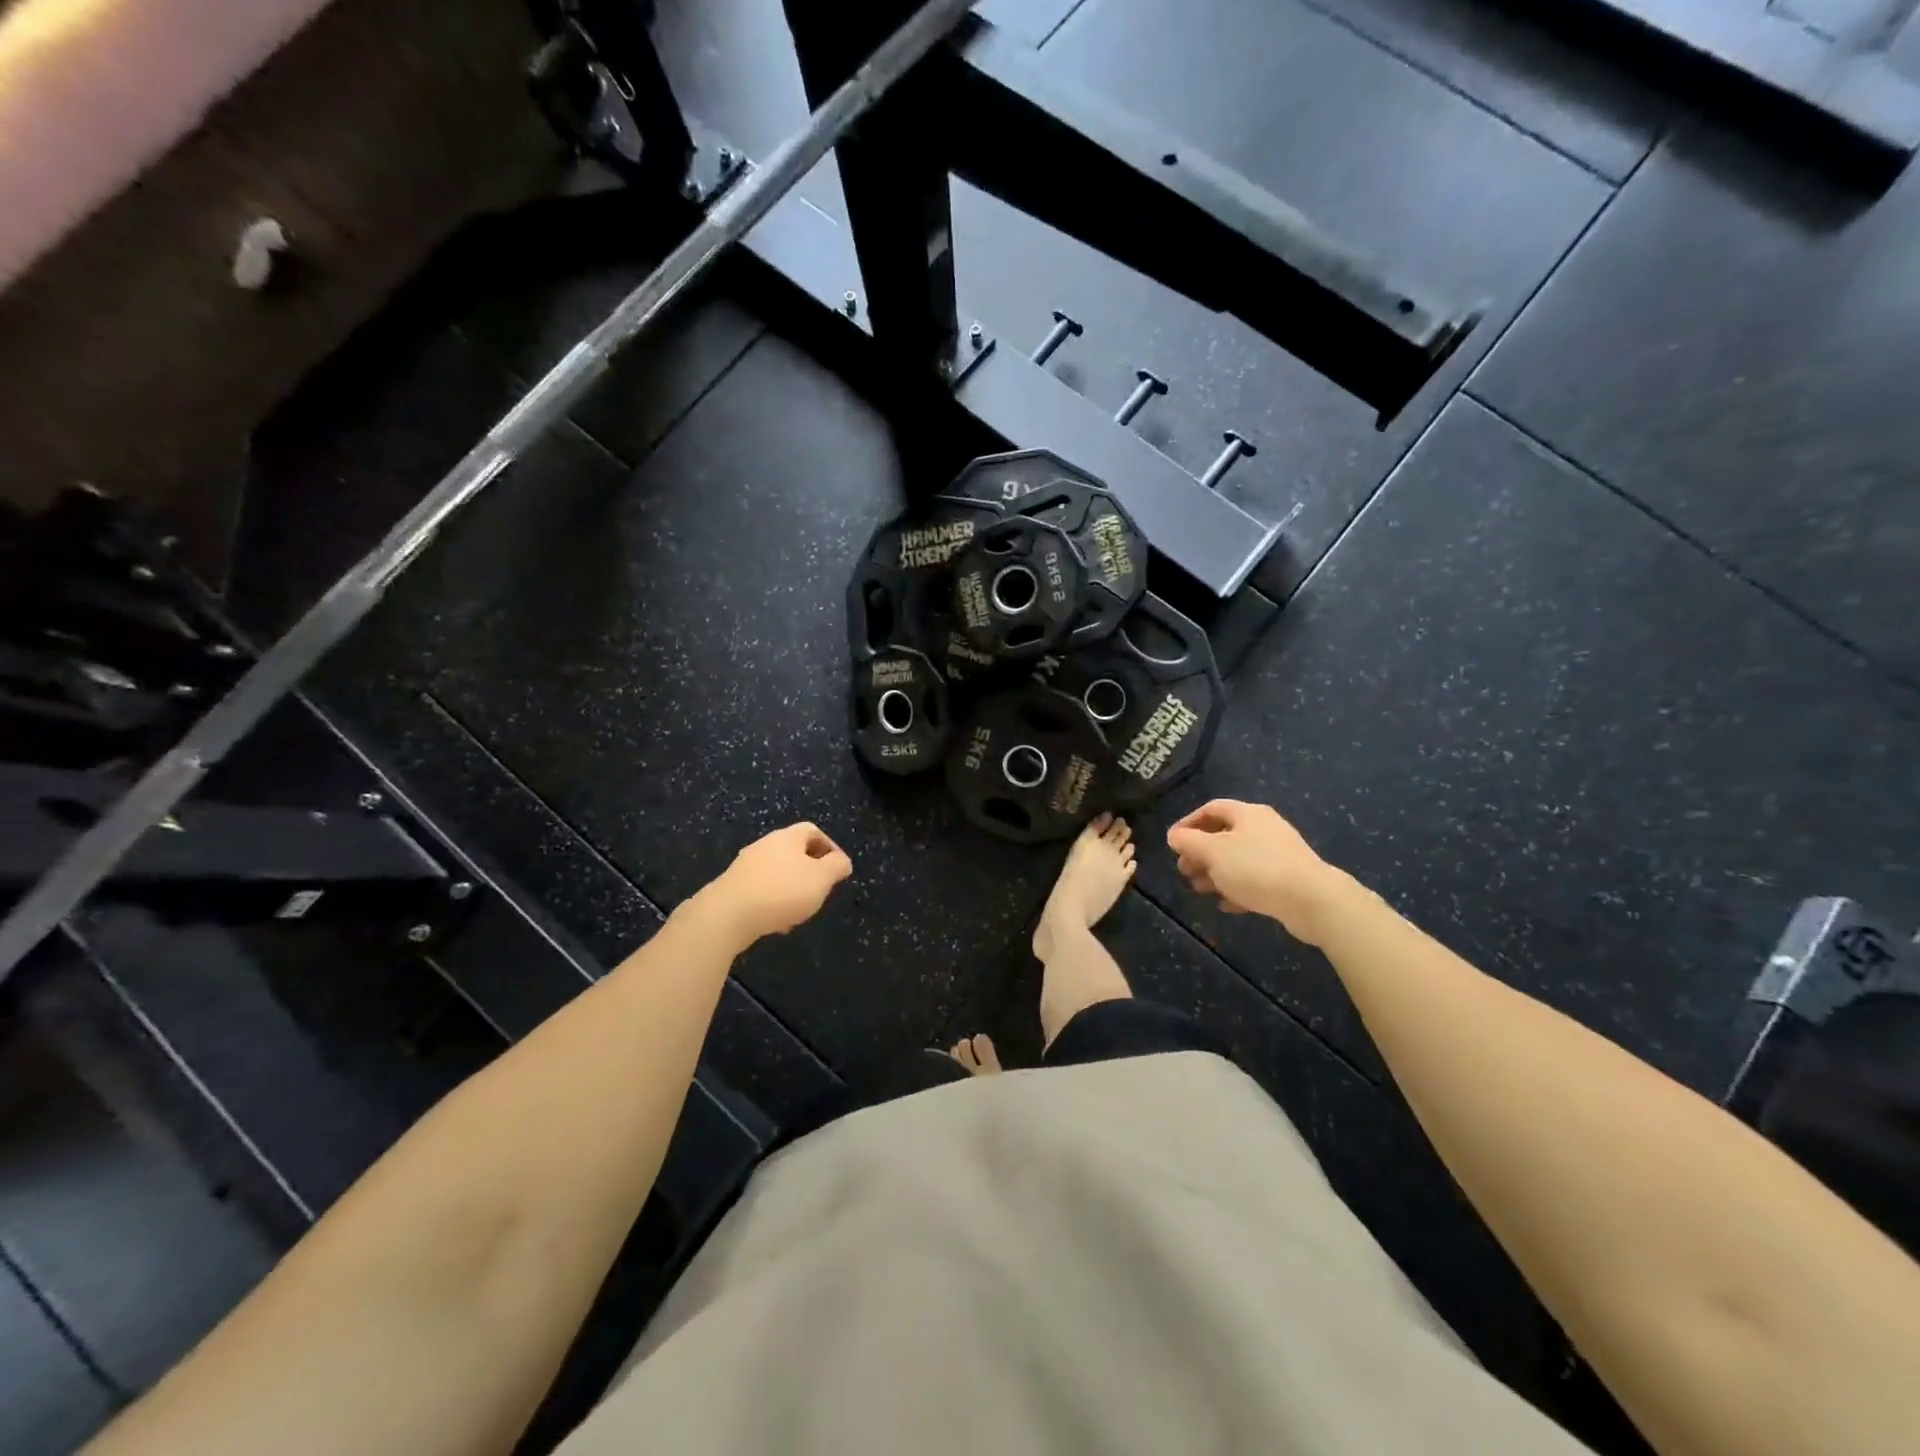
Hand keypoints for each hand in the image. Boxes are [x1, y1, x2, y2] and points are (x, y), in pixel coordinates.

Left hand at [697, 823, 853, 945]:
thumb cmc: (782, 891)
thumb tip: (841, 861)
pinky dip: (773, 900)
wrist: (726, 914)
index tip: (839, 869)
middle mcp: (765, 844)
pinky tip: (776, 921)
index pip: (813, 831)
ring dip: (792, 887)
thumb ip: (836, 866)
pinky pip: (761, 888)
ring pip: (777, 871)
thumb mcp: (821, 878)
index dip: (830, 847)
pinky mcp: (733, 886)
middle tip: (821, 890)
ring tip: (800, 911)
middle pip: (794, 851)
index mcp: (788, 837)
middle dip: (810, 870)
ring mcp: (746, 865)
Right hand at [1166, 800, 1354, 945]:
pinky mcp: (1287, 879)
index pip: (1211, 809)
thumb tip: (1174, 835)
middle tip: (1184, 870)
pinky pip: (1255, 880)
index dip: (1188, 823)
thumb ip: (1189, 842)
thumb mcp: (1214, 852)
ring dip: (1215, 873)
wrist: (1311, 900)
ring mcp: (1278, 854)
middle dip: (1200, 853)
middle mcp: (1264, 828)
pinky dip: (1236, 888)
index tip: (1172, 842)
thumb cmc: (1256, 868)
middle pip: (1224, 835)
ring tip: (1199, 889)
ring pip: (1238, 859)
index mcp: (1248, 814)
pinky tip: (1225, 904)